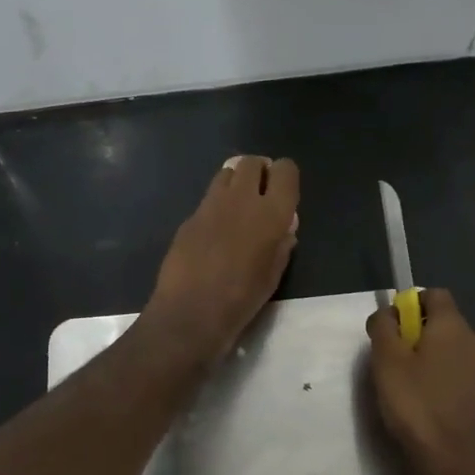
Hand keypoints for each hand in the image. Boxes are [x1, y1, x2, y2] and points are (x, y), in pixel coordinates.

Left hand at [144, 155, 299, 363]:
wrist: (191, 312)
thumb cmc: (242, 298)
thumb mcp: (274, 274)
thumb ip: (282, 244)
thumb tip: (284, 229)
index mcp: (271, 213)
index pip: (285, 170)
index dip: (285, 176)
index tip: (284, 192)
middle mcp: (242, 199)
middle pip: (252, 162)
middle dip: (259, 172)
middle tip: (261, 194)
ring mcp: (211, 205)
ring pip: (227, 173)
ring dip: (236, 182)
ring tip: (237, 207)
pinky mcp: (189, 217)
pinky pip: (208, 199)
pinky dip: (216, 206)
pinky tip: (215, 232)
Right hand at [366, 288, 474, 474]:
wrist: (449, 459)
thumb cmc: (415, 402)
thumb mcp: (386, 358)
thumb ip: (384, 326)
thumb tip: (389, 314)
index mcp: (454, 325)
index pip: (434, 294)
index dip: (409, 304)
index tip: (391, 328)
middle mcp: (474, 339)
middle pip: (441, 320)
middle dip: (415, 331)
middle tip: (391, 358)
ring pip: (447, 345)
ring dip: (425, 354)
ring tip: (403, 381)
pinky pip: (454, 367)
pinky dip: (437, 373)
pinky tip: (421, 397)